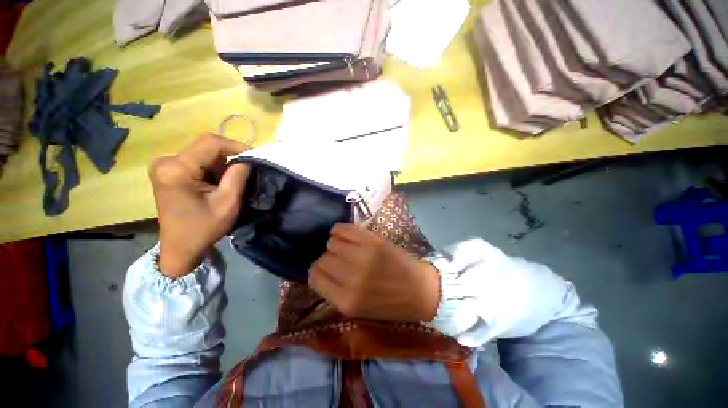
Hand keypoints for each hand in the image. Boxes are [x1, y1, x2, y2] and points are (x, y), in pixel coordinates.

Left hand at [149, 134, 250, 277]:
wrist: (180, 247)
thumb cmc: (203, 228)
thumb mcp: (228, 203)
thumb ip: (238, 176)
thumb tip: (248, 158)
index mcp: (176, 169)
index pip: (211, 143)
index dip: (237, 146)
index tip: (255, 157)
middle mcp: (166, 161)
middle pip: (206, 146)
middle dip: (231, 156)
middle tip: (248, 171)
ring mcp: (165, 165)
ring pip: (203, 153)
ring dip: (223, 164)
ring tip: (235, 179)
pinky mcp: (168, 171)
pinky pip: (197, 161)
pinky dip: (214, 168)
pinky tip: (220, 182)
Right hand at [309, 223, 440, 321]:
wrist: (420, 291)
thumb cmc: (389, 303)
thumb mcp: (358, 309)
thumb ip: (335, 292)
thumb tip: (321, 269)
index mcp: (345, 301)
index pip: (314, 276)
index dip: (318, 270)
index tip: (326, 268)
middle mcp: (351, 278)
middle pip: (323, 258)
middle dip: (329, 258)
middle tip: (341, 259)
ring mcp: (363, 257)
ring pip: (332, 242)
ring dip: (336, 244)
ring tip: (347, 247)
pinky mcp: (373, 241)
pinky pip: (344, 229)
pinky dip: (340, 230)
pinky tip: (345, 233)